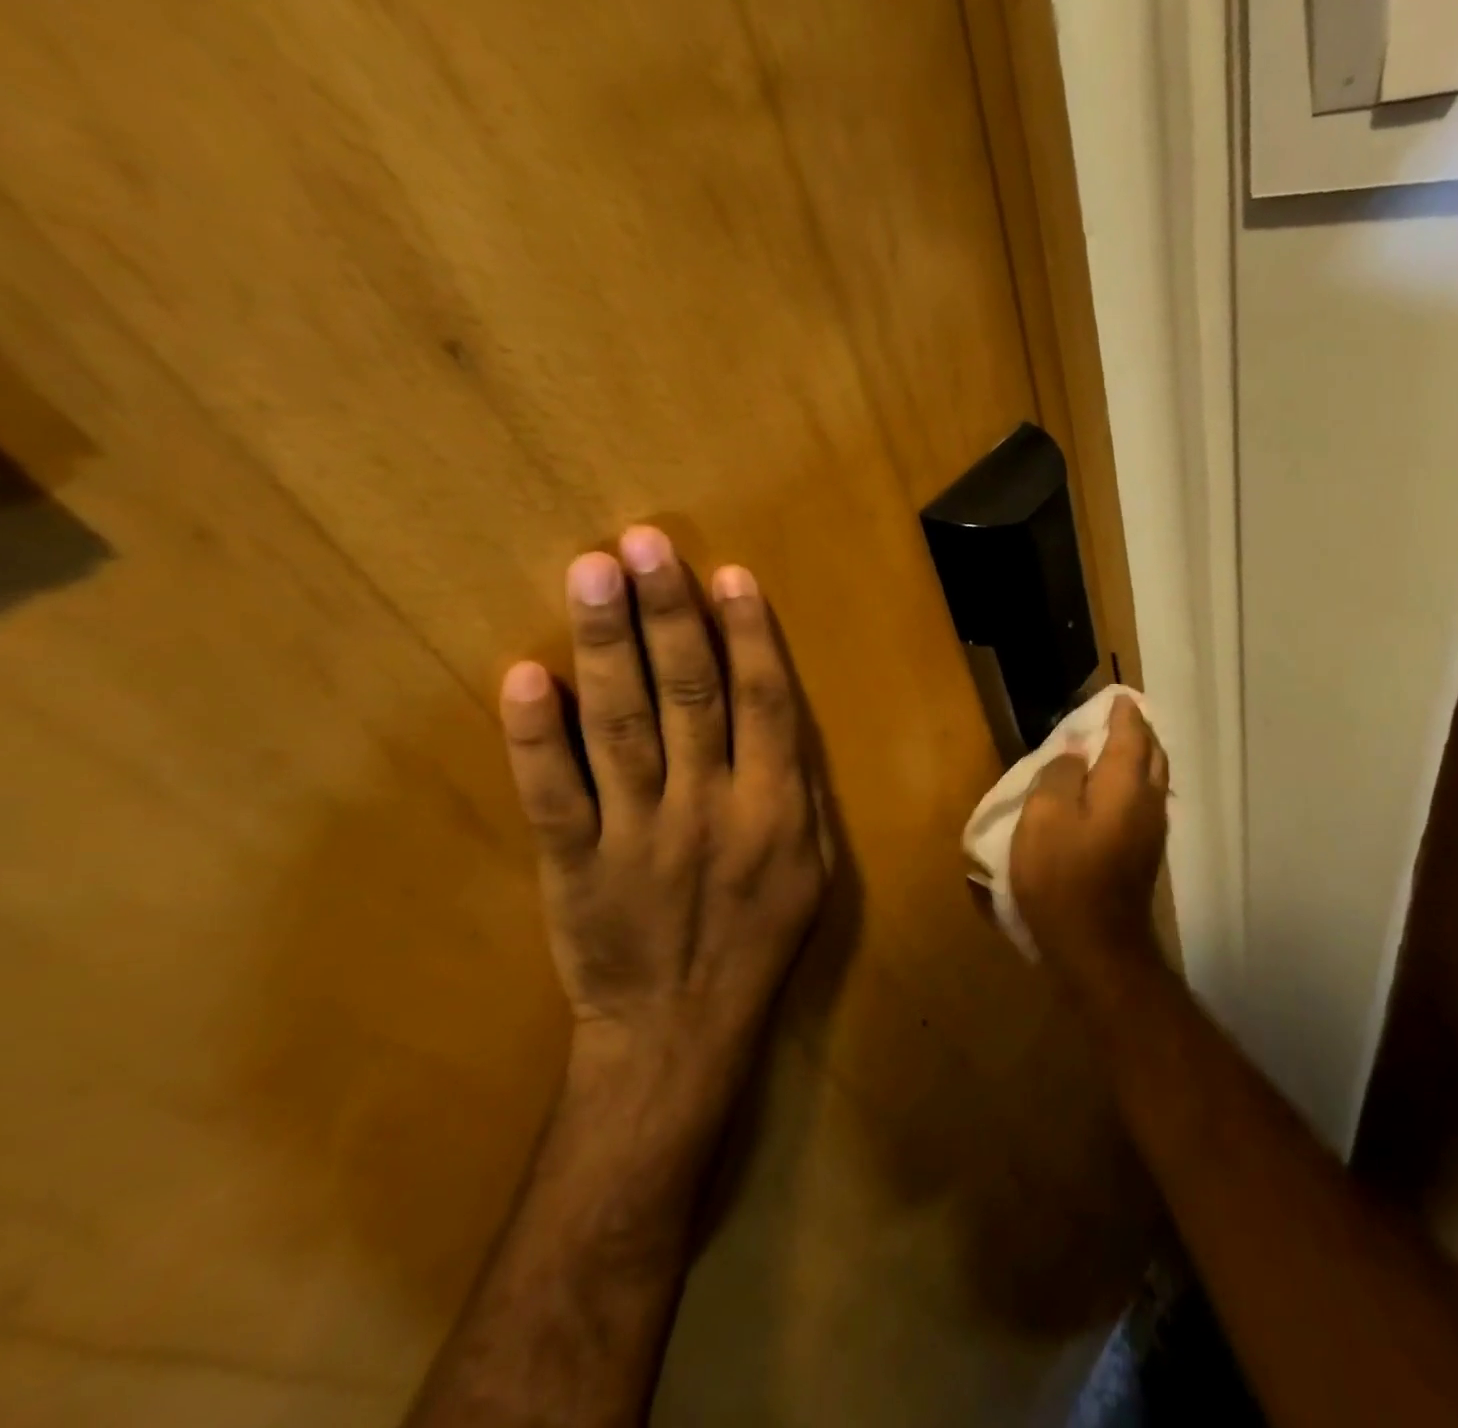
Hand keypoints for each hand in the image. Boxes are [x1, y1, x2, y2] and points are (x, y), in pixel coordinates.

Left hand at [498, 526, 827, 1096]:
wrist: (680, 1032)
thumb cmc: (759, 943)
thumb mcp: (815, 872)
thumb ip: (801, 794)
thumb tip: (779, 720)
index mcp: (774, 810)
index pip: (765, 704)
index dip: (749, 636)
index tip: (728, 575)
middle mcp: (709, 809)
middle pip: (689, 696)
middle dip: (669, 614)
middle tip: (646, 543)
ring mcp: (637, 834)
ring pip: (620, 726)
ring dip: (607, 646)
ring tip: (593, 571)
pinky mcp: (574, 864)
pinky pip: (553, 793)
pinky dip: (536, 736)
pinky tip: (525, 677)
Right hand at [1009, 696, 1168, 988]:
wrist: (1097, 946)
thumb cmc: (1063, 877)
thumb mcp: (1044, 817)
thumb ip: (1059, 775)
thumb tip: (1073, 754)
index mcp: (1125, 785)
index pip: (1131, 734)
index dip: (1122, 712)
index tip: (1113, 696)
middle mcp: (1147, 802)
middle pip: (1152, 755)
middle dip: (1138, 731)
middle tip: (1115, 718)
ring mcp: (1150, 831)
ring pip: (1152, 780)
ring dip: (1137, 758)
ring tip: (1112, 749)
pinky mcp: (1144, 855)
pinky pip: (1144, 803)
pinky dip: (1132, 784)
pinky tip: (1110, 793)